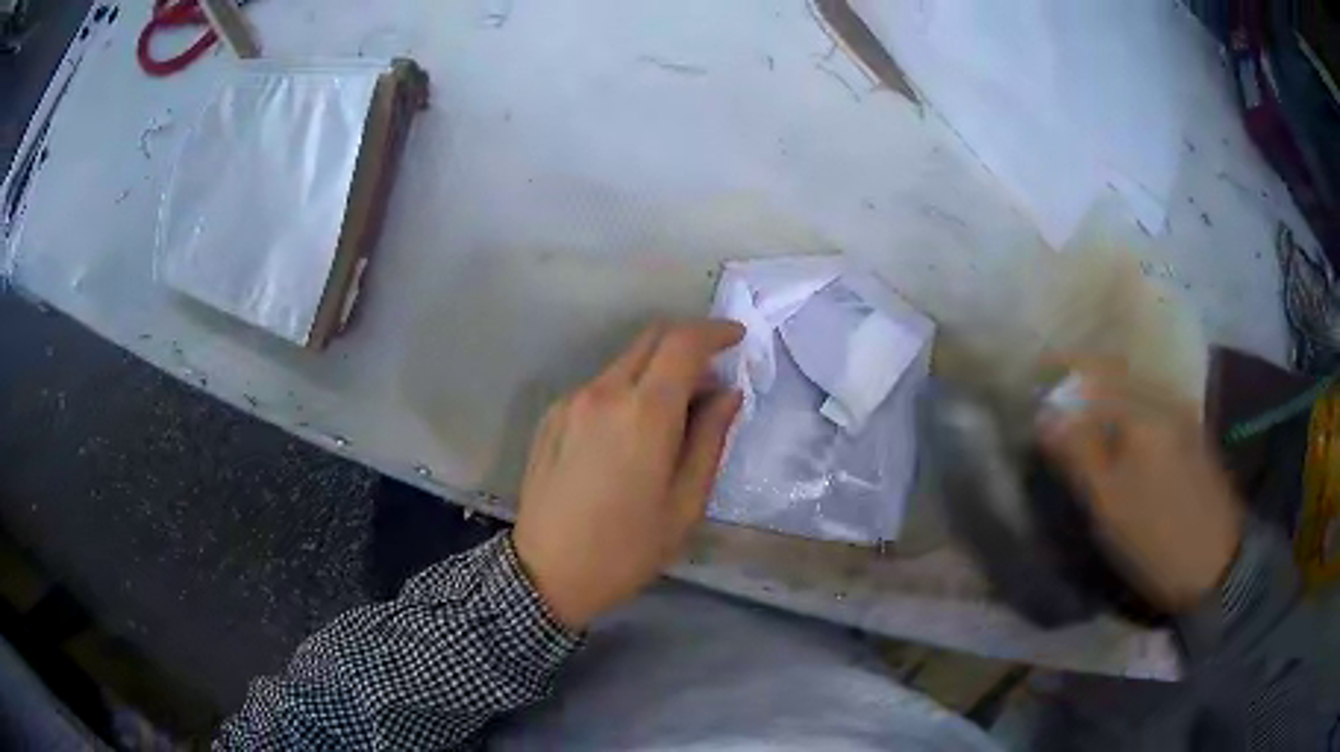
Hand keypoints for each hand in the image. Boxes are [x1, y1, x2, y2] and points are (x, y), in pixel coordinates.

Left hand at [512, 320, 744, 629]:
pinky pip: (599, 386)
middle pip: (651, 339)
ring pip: (624, 362)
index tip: (737, 339)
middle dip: (687, 344)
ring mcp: (571, 401)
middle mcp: (603, 392)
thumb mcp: (686, 503)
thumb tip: (728, 394)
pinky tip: (631, 434)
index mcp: (643, 412)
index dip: (715, 332)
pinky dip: (627, 390)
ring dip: (656, 370)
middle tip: (711, 379)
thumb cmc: (627, 548)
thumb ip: (710, 438)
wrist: (547, 573)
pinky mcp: (551, 416)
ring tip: (674, 415)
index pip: (683, 343)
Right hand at [1037, 362, 1244, 612]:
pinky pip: (1150, 406)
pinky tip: (1119, 435)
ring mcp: (1182, 415)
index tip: (1035, 388)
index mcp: (1143, 412)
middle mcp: (1164, 400)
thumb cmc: (1158, 540)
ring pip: (1133, 390)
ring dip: (1103, 398)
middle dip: (1081, 383)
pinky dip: (1126, 412)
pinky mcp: (1191, 435)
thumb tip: (1045, 414)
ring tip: (1080, 421)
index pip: (1093, 373)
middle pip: (1114, 375)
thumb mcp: (1111, 507)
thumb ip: (1078, 455)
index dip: (1061, 374)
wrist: (1217, 565)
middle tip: (1054, 408)